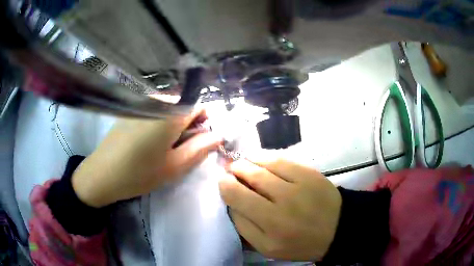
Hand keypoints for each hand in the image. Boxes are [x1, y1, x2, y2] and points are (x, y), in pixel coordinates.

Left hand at [72, 109, 221, 207]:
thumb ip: (200, 148)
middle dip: (189, 125)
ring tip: (162, 147)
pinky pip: (155, 110)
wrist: (102, 174)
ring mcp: (142, 103)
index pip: (200, 105)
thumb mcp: (175, 166)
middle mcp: (158, 100)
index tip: (198, 141)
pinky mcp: (131, 109)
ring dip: (173, 125)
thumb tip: (218, 135)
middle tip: (179, 149)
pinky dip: (159, 122)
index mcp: (171, 113)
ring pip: (170, 108)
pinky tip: (147, 141)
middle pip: (184, 105)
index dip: (204, 123)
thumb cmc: (140, 173)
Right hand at [219, 158, 341, 260]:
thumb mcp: (267, 248)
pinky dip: (264, 157)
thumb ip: (244, 227)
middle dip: (233, 171)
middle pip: (247, 179)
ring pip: (262, 165)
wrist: (336, 229)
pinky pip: (280, 159)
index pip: (236, 200)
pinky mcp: (309, 173)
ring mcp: (297, 186)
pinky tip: (259, 159)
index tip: (224, 183)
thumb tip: (231, 202)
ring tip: (243, 164)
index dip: (225, 187)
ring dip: (246, 161)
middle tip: (231, 171)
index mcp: (269, 229)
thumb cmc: (299, 243)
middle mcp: (282, 206)